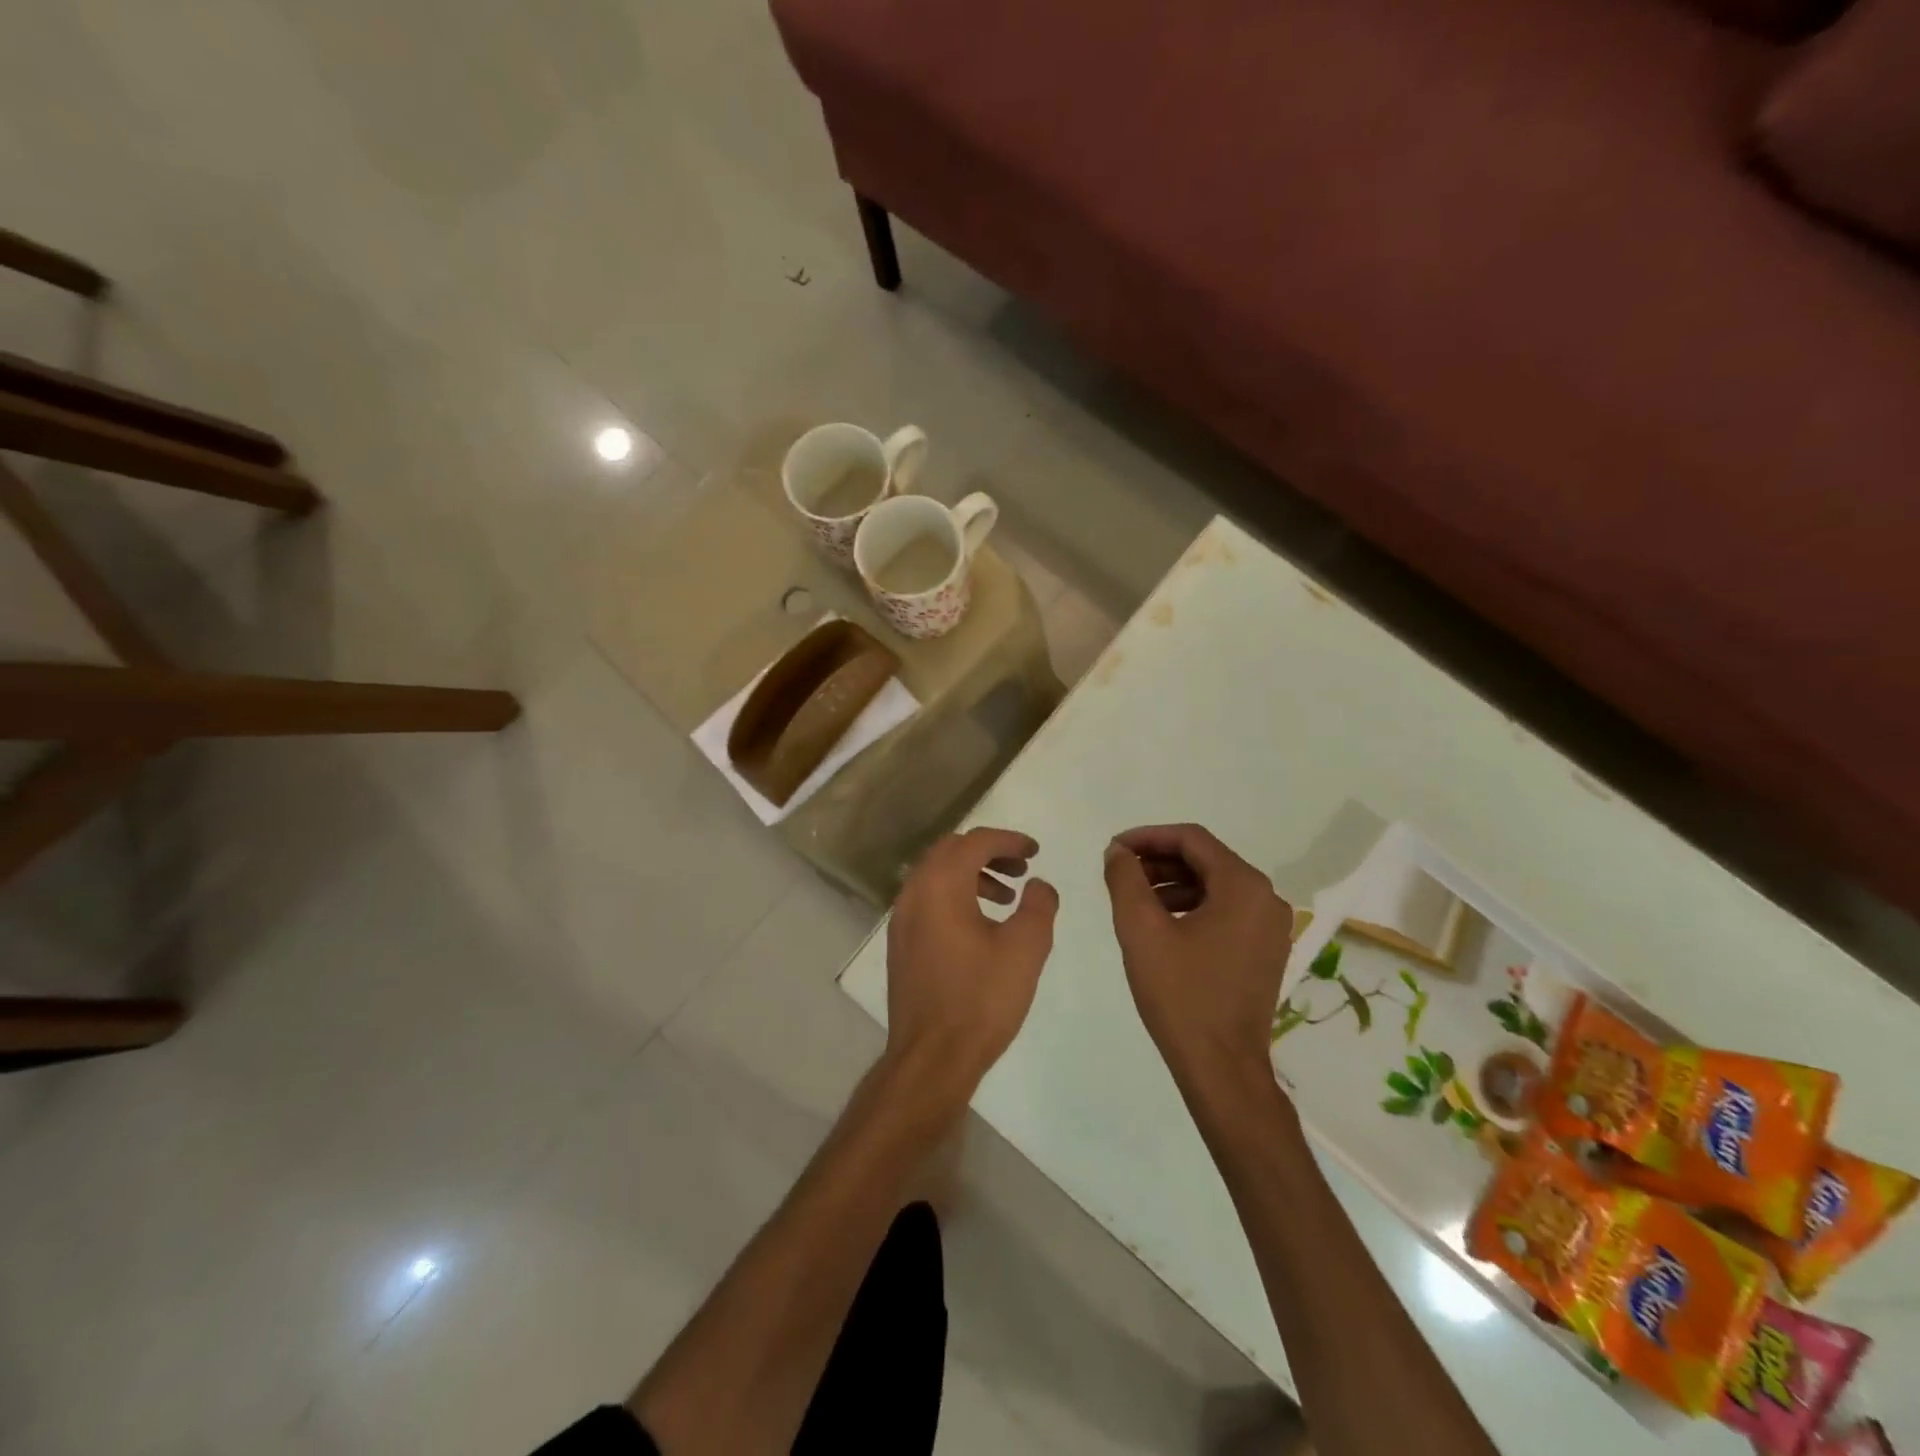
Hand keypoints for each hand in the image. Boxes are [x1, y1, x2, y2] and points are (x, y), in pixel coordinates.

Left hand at [885, 827, 1059, 1103]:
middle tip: (1021, 869)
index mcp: (941, 884)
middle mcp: (914, 892)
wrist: (931, 1057)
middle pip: (951, 851)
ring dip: (972, 875)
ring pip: (937, 875)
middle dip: (989, 852)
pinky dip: (955, 896)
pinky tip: (980, 926)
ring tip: (1007, 899)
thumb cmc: (981, 999)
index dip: (1009, 840)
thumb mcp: (1025, 948)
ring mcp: (902, 919)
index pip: (976, 842)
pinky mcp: (901, 943)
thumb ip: (1038, 905)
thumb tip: (1038, 885)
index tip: (1035, 852)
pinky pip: (928, 900)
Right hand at [1103, 824, 1293, 1089]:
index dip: (1148, 837)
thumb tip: (1118, 852)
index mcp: (1243, 886)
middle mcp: (1266, 898)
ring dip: (1172, 884)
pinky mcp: (1264, 950)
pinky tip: (1161, 923)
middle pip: (1205, 859)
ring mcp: (1270, 926)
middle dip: (1158, 860)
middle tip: (1119, 872)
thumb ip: (1125, 879)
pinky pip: (1225, 910)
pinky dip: (1191, 906)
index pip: (1192, 839)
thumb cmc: (1181, 995)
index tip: (1114, 849)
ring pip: (1214, 885)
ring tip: (1134, 898)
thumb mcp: (1141, 930)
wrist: (1222, 1068)